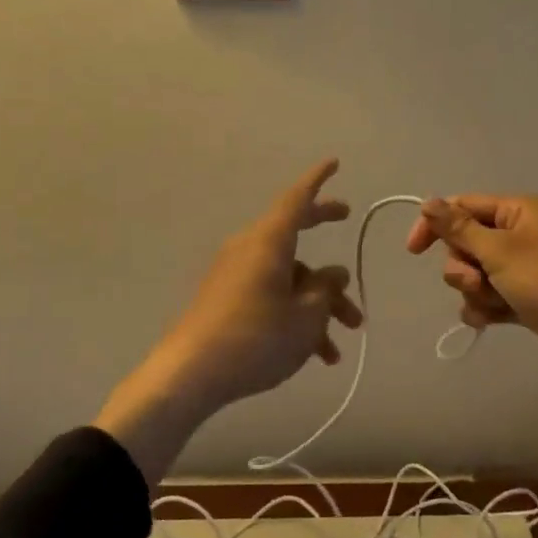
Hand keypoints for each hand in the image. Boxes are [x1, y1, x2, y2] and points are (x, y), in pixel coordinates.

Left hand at [95, 160, 362, 481]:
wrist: (190, 374)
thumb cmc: (257, 338)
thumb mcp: (307, 316)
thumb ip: (326, 291)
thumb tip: (334, 274)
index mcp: (269, 242)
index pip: (296, 199)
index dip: (317, 180)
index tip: (334, 163)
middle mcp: (250, 249)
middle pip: (293, 233)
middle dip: (323, 229)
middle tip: (347, 219)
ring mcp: (235, 275)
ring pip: (288, 277)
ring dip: (319, 304)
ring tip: (343, 340)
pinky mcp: (227, 300)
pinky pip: (270, 296)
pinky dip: (295, 316)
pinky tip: (318, 355)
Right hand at [407, 194, 537, 427]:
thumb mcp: (500, 251)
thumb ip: (460, 228)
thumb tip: (428, 201)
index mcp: (519, 211)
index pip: (463, 206)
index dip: (435, 226)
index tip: (413, 251)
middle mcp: (521, 233)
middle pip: (467, 243)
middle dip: (463, 267)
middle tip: (479, 281)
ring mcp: (525, 267)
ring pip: (476, 273)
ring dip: (475, 290)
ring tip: (495, 304)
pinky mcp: (527, 297)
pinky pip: (491, 295)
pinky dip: (487, 307)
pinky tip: (491, 321)